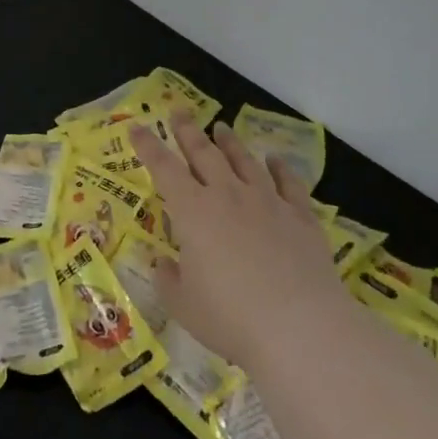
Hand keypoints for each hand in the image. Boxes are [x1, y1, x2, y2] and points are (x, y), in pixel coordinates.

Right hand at [132, 113, 349, 369]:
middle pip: (204, 152)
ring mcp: (267, 202)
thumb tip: (162, 262)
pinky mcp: (300, 217)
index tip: (137, 127)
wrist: (300, 327)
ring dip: (230, 142)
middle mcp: (227, 195)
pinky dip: (281, 168)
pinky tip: (275, 159)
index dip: (148, 146)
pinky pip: (289, 183)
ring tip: (221, 128)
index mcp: (192, 211)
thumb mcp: (184, 305)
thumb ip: (169, 279)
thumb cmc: (231, 317)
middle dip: (188, 131)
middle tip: (179, 112)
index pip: (163, 167)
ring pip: (244, 161)